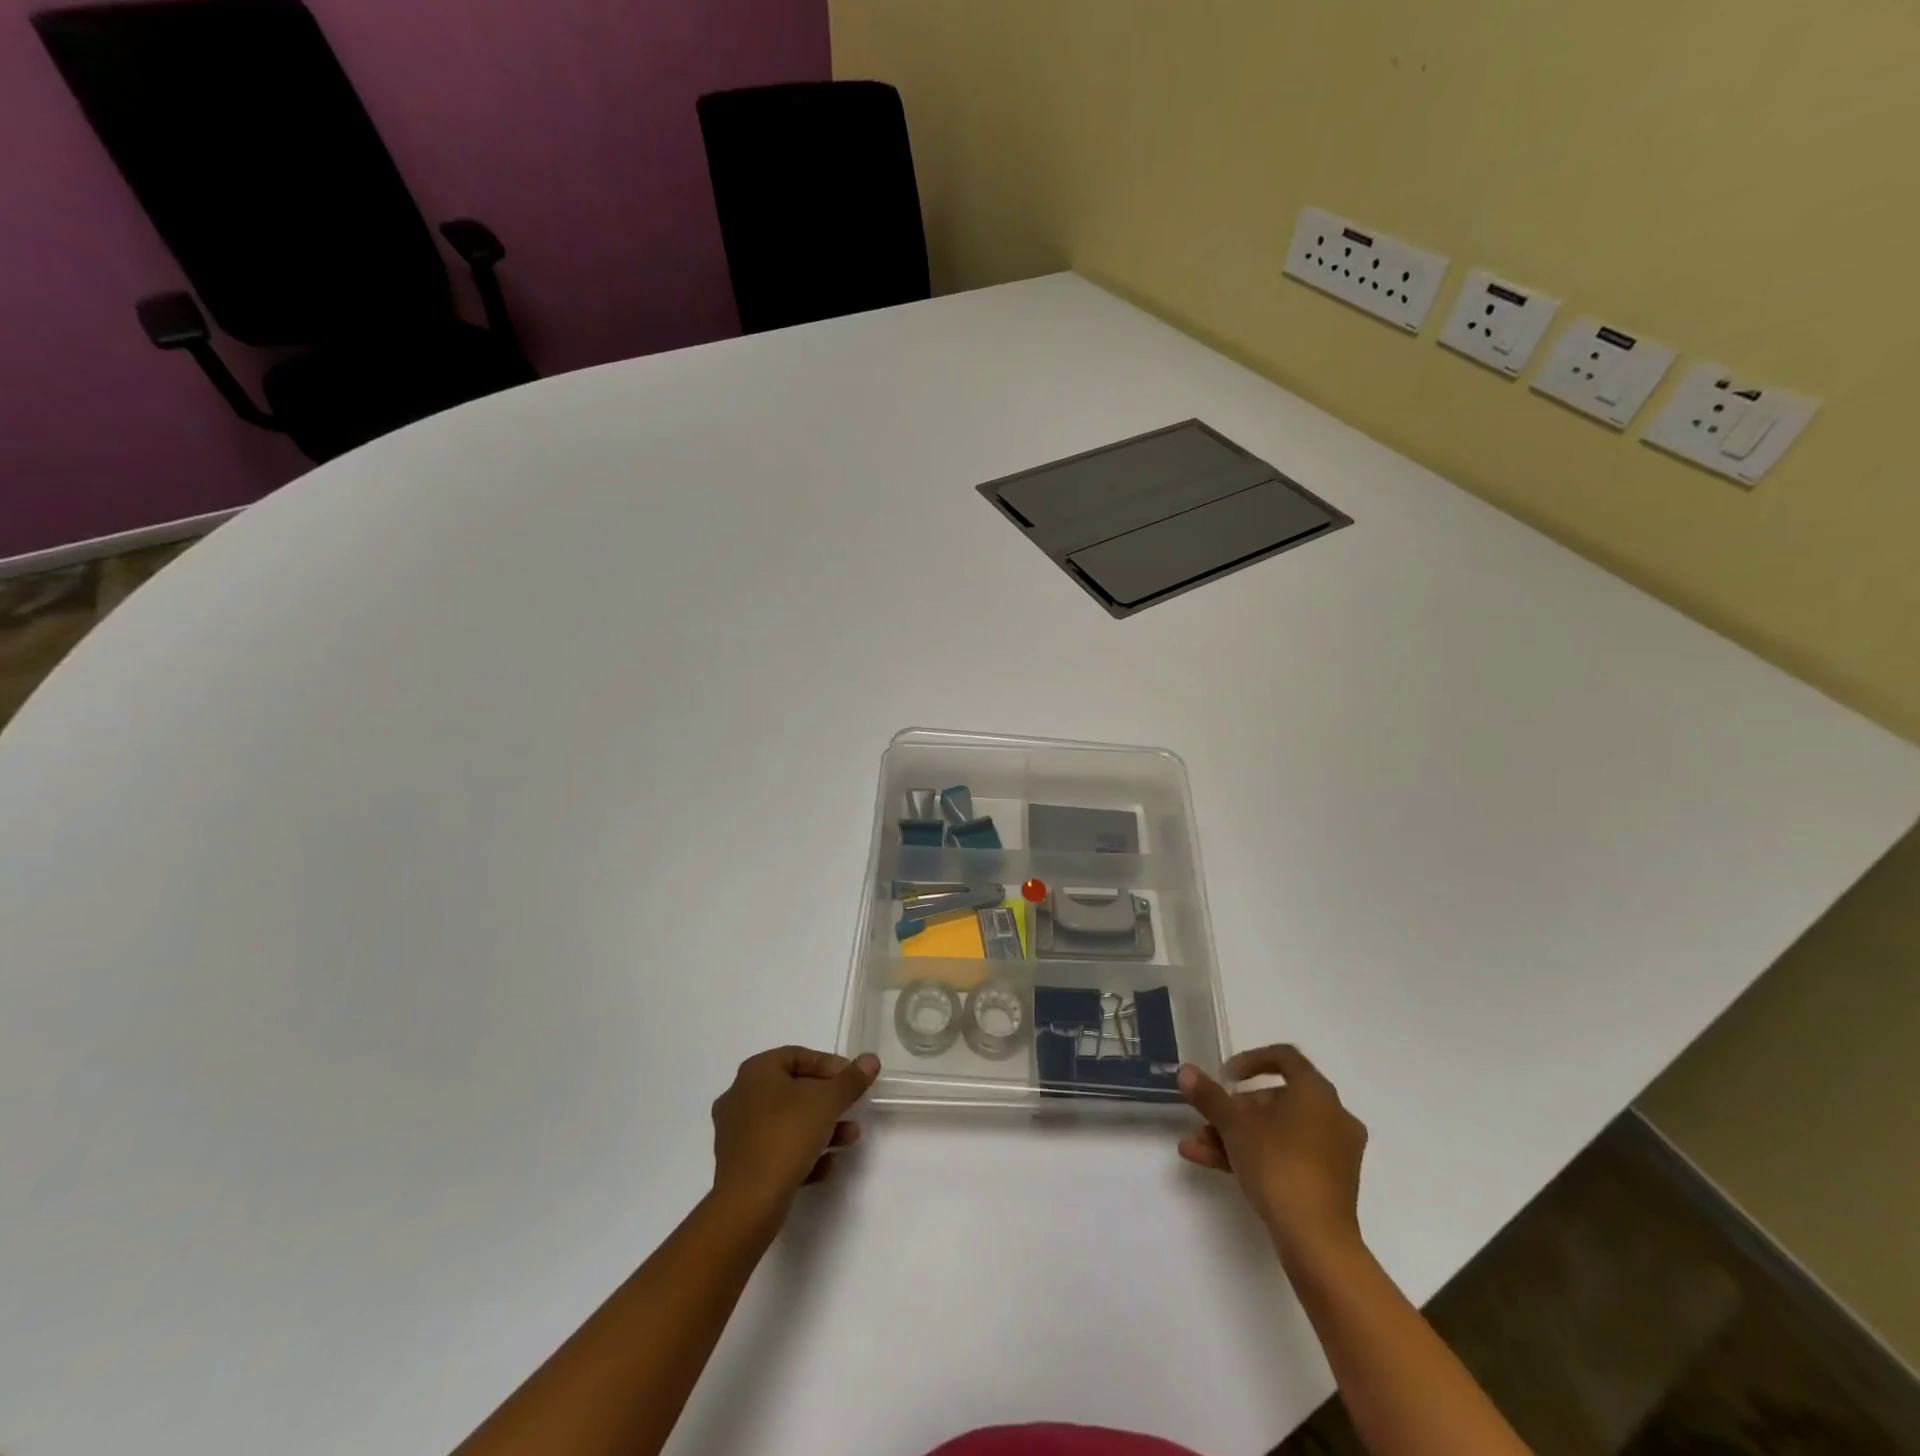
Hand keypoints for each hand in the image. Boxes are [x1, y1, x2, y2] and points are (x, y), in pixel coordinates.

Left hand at [710, 1046, 879, 1217]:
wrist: (748, 1203)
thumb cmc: (786, 1136)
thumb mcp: (828, 1102)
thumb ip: (851, 1080)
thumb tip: (871, 1059)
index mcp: (756, 1072)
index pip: (798, 1056)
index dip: (830, 1065)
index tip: (853, 1081)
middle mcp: (740, 1097)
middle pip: (793, 1090)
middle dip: (828, 1101)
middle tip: (852, 1108)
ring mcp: (737, 1134)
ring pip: (786, 1123)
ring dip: (820, 1128)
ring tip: (849, 1138)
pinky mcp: (739, 1167)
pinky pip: (776, 1151)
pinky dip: (802, 1154)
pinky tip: (827, 1166)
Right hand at [1176, 1044, 1367, 1259]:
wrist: (1317, 1242)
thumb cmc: (1279, 1166)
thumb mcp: (1235, 1127)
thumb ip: (1210, 1096)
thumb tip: (1185, 1071)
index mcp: (1317, 1093)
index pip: (1284, 1058)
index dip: (1250, 1060)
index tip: (1225, 1075)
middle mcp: (1332, 1117)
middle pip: (1275, 1100)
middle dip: (1234, 1110)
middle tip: (1208, 1119)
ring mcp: (1333, 1153)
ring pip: (1276, 1132)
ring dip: (1234, 1136)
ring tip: (1196, 1146)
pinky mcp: (1328, 1184)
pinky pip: (1286, 1156)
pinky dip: (1253, 1156)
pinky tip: (1209, 1162)